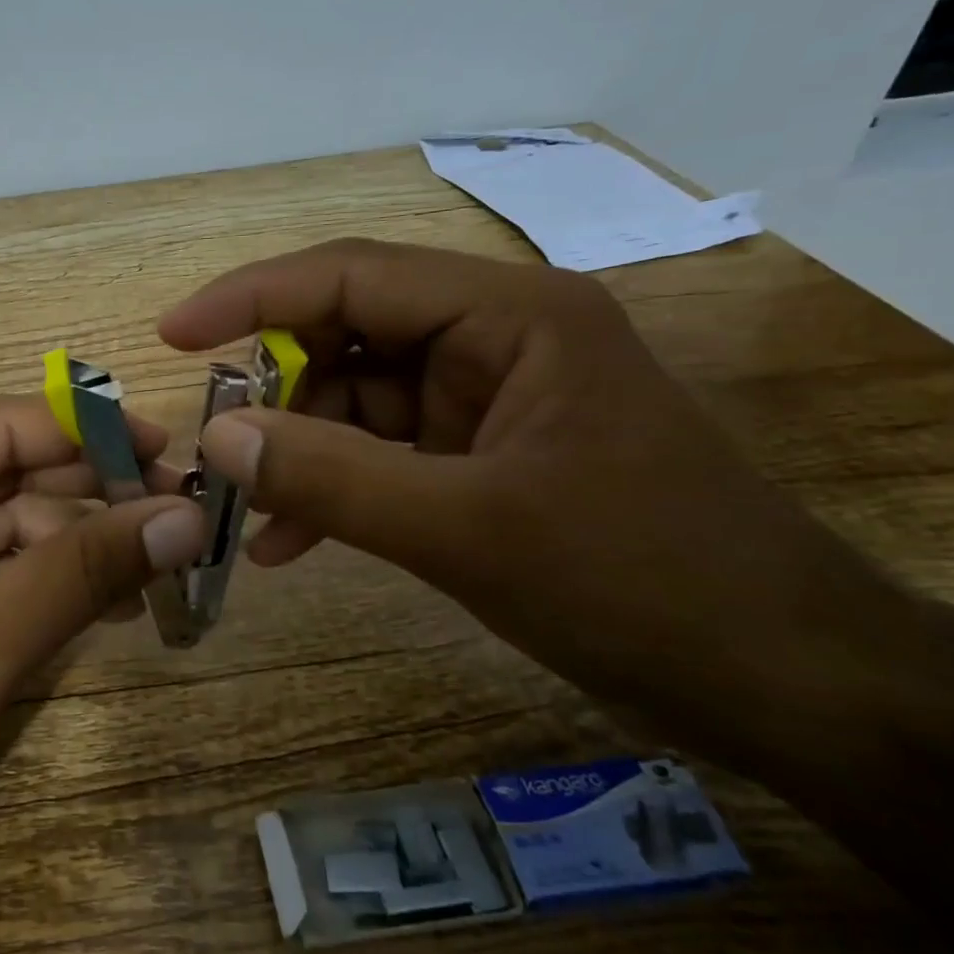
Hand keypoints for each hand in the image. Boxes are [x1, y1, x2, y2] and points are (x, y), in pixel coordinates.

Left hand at [0, 394, 207, 926]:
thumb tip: (187, 516)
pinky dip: (48, 579)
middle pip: (6, 469)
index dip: (93, 434)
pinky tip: (107, 602)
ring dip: (79, 545)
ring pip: (7, 518)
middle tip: (182, 520)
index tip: (176, 454)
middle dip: (92, 498)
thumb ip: (84, 569)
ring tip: (155, 574)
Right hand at [159, 238, 892, 752]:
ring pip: (359, 400)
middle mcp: (497, 336)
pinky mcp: (485, 453)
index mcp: (510, 314)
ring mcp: (490, 397)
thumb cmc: (639, 583)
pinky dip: (335, 487)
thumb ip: (330, 479)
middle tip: (212, 443)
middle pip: (350, 335)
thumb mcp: (466, 530)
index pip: (354, 275)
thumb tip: (214, 440)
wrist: (780, 678)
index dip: (252, 297)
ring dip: (299, 451)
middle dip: (275, 390)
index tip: (173, 335)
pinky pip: (384, 451)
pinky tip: (291, 542)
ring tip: (242, 508)